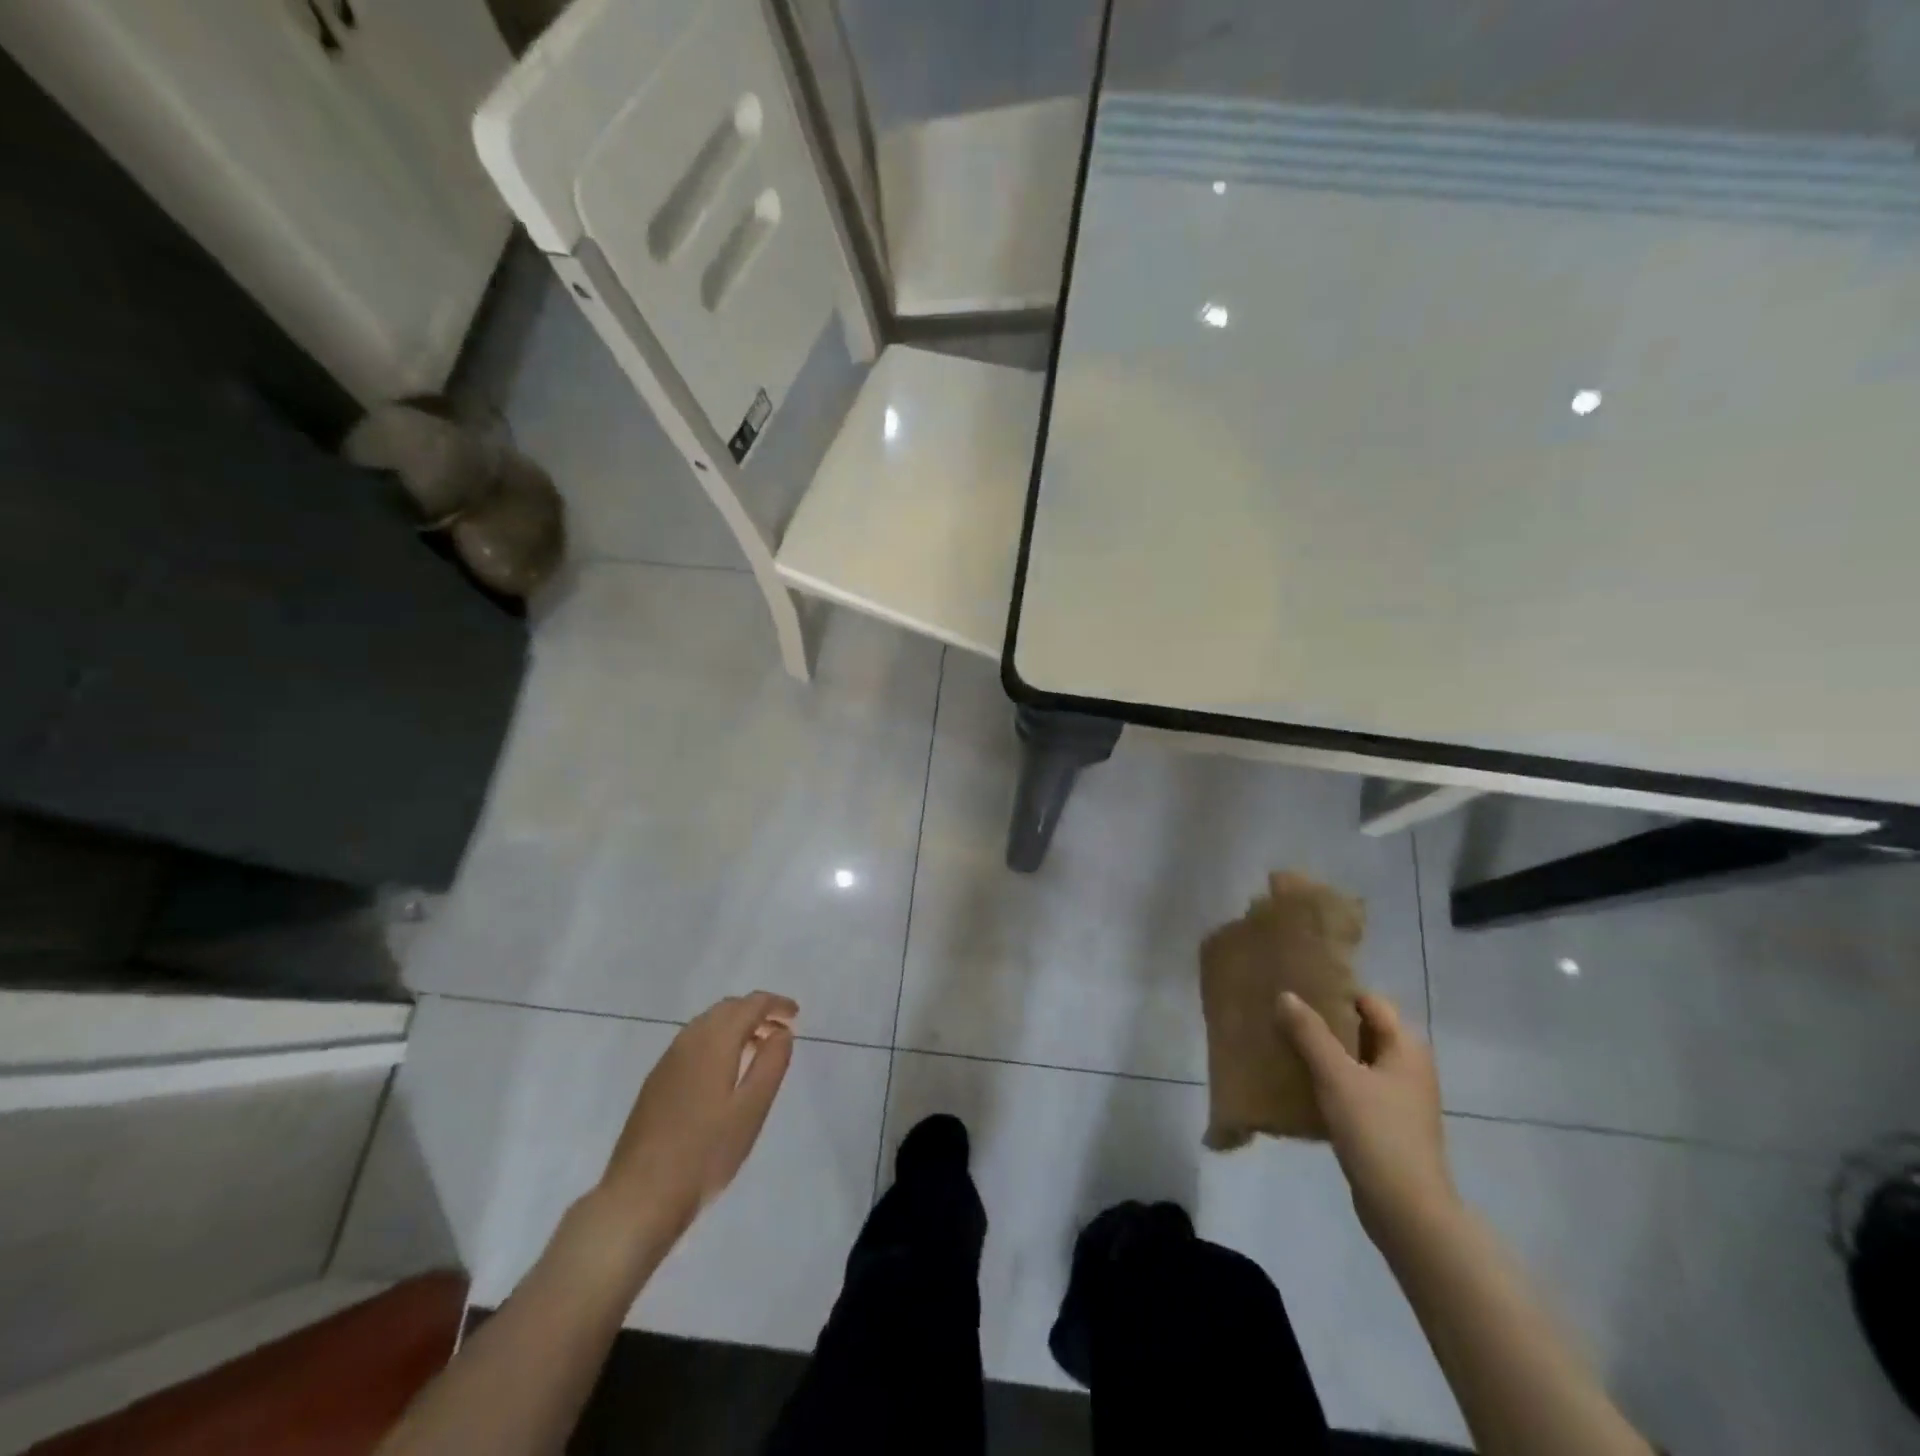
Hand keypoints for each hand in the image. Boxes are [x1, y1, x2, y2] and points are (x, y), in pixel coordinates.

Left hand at [597, 992, 796, 1243]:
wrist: (639, 1197)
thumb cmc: (705, 1153)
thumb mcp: (751, 1110)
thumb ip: (771, 1064)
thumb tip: (781, 1032)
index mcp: (713, 1042)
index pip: (750, 1005)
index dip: (775, 1004)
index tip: (796, 1015)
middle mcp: (688, 1042)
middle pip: (726, 1008)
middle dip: (755, 1011)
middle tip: (780, 1029)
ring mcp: (667, 1062)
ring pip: (707, 1024)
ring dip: (735, 1025)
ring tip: (758, 1047)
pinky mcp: (656, 1082)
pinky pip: (693, 1043)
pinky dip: (717, 1041)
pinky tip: (724, 1071)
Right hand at [1279, 991, 1455, 1245]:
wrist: (1407, 1211)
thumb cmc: (1376, 1132)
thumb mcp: (1336, 1076)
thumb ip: (1310, 1033)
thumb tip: (1286, 995)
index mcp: (1406, 1048)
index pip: (1370, 1002)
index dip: (1337, 993)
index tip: (1300, 989)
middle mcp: (1408, 1068)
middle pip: (1362, 1030)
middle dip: (1325, 1023)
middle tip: (1285, 1015)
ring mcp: (1400, 1099)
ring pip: (1356, 1061)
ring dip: (1325, 1053)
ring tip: (1285, 1045)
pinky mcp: (1387, 1125)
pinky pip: (1354, 1089)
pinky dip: (1330, 1082)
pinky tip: (1300, 1085)